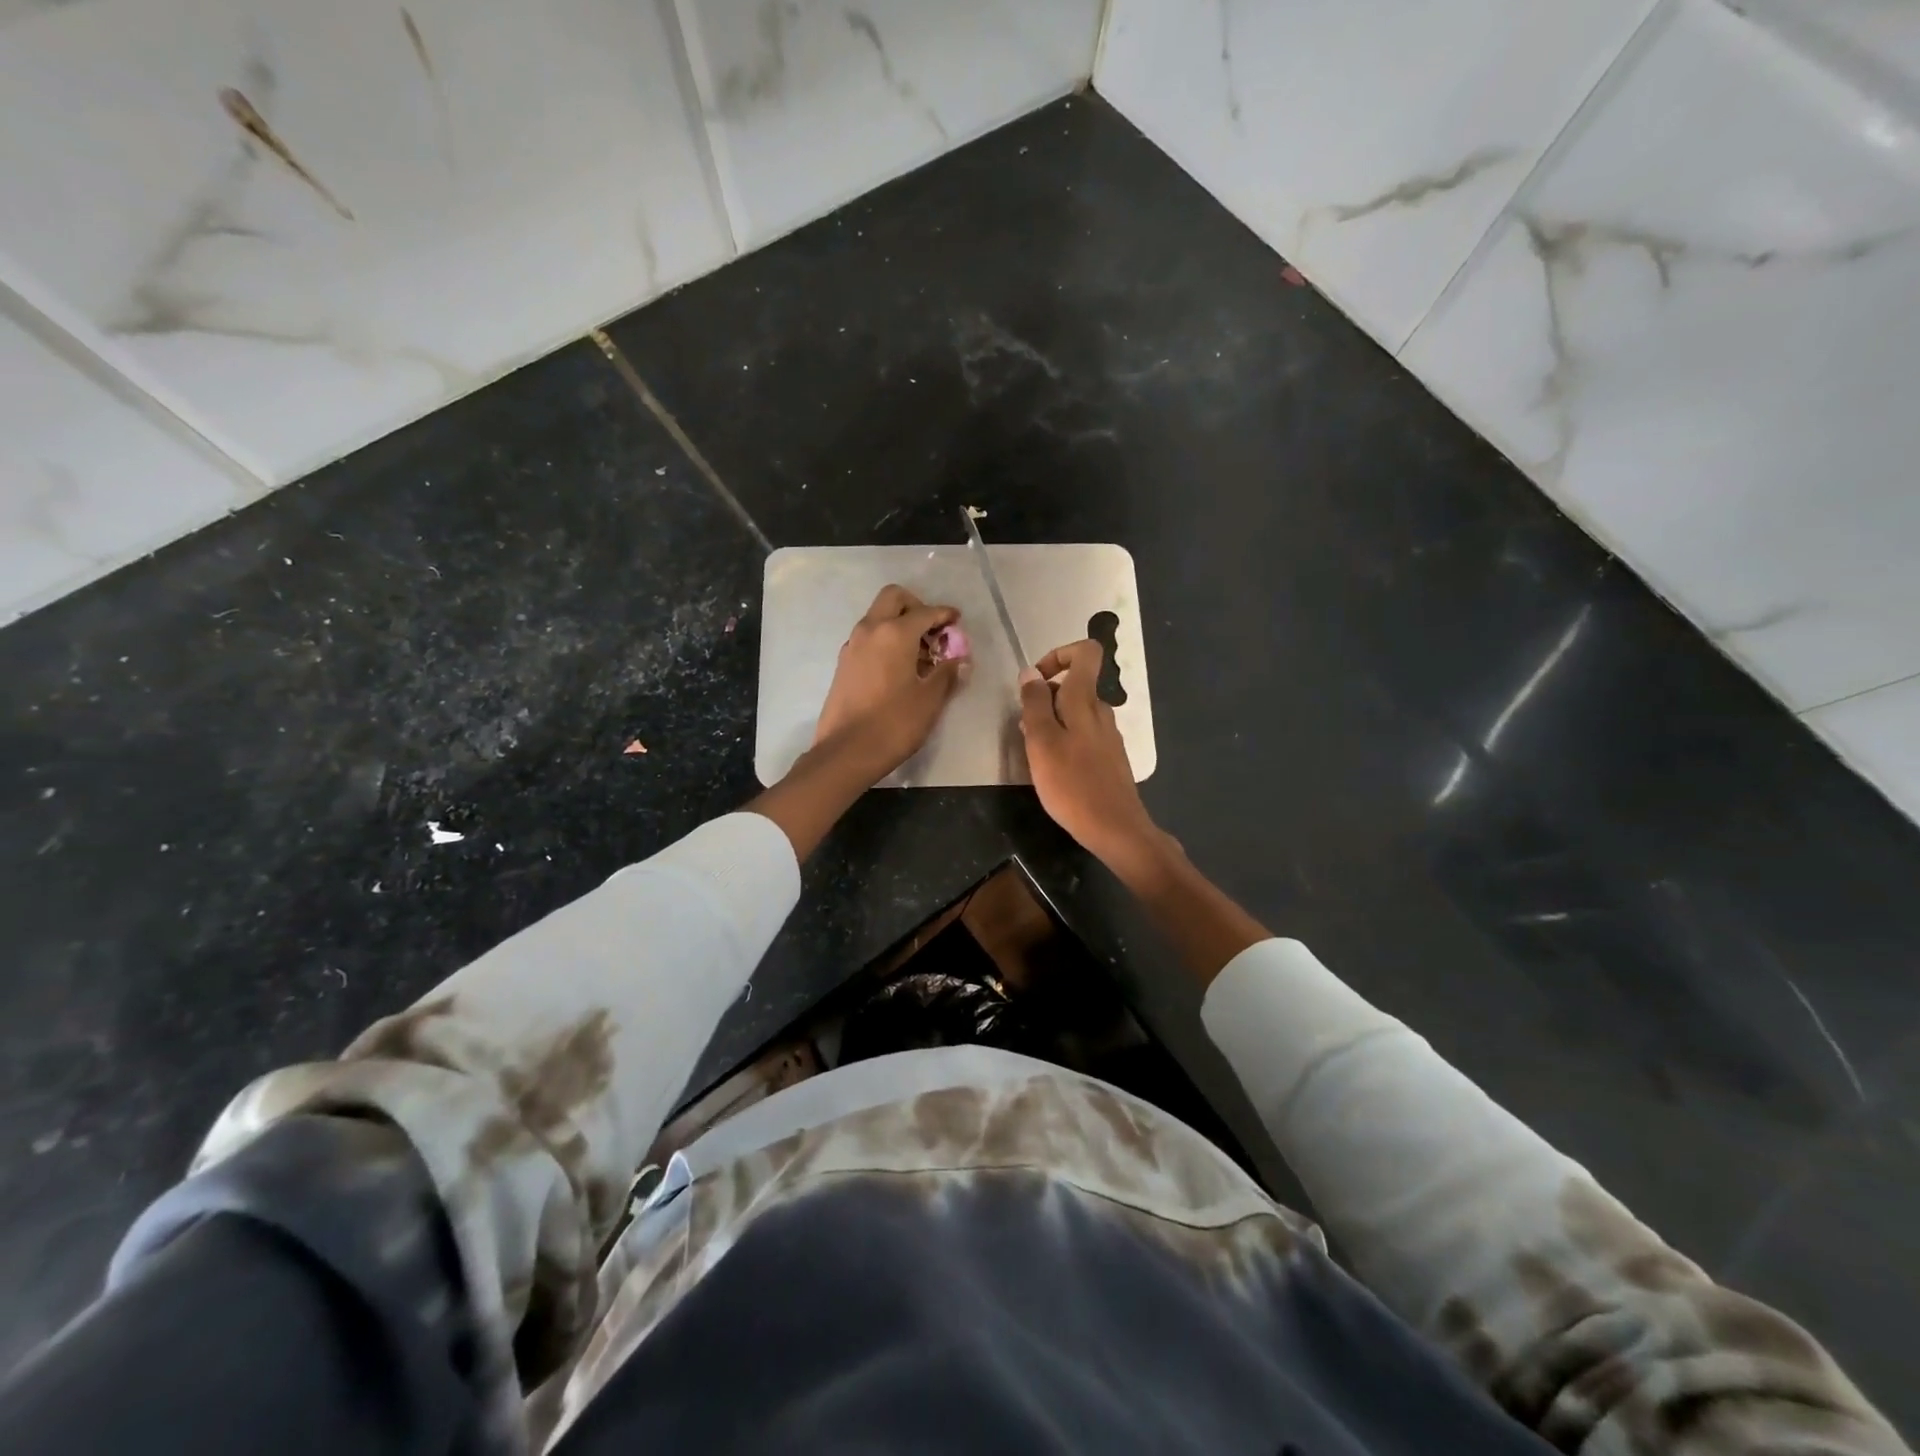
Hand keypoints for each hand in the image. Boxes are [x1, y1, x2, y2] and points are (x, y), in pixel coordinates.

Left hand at [813, 585, 969, 781]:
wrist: (846, 752)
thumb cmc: (894, 723)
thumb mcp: (930, 699)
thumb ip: (947, 673)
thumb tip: (960, 659)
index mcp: (894, 633)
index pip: (925, 611)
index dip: (944, 615)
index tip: (957, 621)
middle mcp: (870, 630)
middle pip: (894, 599)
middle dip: (916, 607)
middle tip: (933, 631)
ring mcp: (852, 646)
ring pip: (878, 617)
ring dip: (899, 624)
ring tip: (920, 655)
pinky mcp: (844, 664)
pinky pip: (869, 638)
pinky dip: (886, 641)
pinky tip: (899, 668)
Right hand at [1019, 640, 1159, 868]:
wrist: (1115, 828)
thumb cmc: (1072, 785)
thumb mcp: (1042, 742)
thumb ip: (1034, 704)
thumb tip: (1030, 672)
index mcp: (1085, 701)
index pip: (1086, 652)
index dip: (1058, 655)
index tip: (1036, 681)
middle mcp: (1101, 711)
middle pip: (1075, 684)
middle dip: (1044, 697)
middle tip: (1024, 727)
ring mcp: (1108, 734)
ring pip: (1076, 712)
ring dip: (1051, 721)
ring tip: (1034, 752)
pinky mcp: (1109, 756)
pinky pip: (1083, 733)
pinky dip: (1064, 739)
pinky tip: (1053, 768)